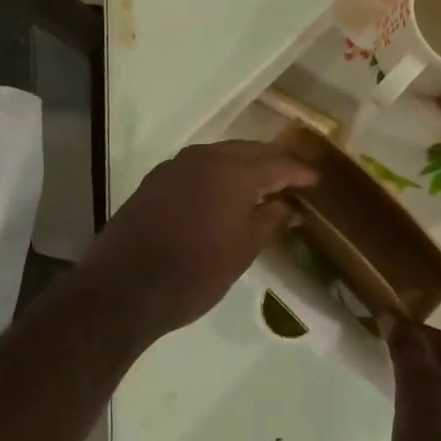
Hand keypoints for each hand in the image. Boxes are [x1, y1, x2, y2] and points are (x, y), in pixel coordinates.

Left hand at [77, 140, 316, 340]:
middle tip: (294, 180)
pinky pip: (198, 168)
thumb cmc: (194, 273)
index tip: (317, 181)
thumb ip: (271, 220)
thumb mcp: (243, 250)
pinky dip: (219, 176)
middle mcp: (204, 157)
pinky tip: (225, 195)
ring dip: (245, 167)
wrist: (123, 290)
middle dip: (273, 163)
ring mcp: (175, 166)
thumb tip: (290, 206)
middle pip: (249, 151)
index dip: (299, 172)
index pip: (277, 163)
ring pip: (221, 156)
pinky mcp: (155, 181)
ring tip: (264, 187)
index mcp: (233, 170)